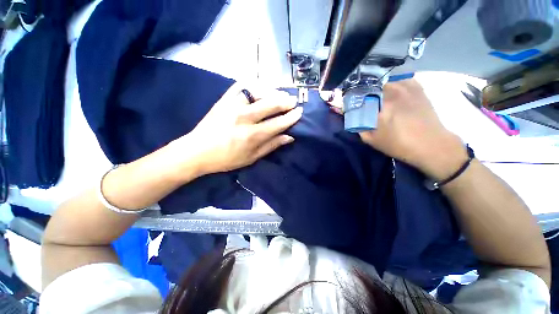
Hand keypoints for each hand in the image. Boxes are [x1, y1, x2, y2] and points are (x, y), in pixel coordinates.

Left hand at [170, 84, 302, 175]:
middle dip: (285, 101)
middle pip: (270, 104)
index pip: (278, 123)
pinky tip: (259, 86)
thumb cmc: (226, 159)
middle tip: (293, 100)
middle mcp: (244, 118)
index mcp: (252, 135)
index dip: (291, 117)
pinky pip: (240, 85)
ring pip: (257, 91)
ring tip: (280, 93)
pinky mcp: (223, 100)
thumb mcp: (251, 158)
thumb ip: (271, 146)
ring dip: (272, 91)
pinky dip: (252, 84)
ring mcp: (232, 106)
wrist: (197, 151)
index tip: (299, 112)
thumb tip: (289, 137)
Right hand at [329, 80, 466, 179]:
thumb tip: (352, 118)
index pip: (359, 94)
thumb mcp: (372, 139)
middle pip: (372, 84)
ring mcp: (407, 87)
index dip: (351, 96)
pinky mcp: (417, 87)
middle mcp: (393, 91)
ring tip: (376, 94)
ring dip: (378, 86)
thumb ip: (359, 127)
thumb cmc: (398, 144)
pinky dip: (394, 82)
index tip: (347, 101)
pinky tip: (392, 90)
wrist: (431, 144)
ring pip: (386, 80)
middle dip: (364, 91)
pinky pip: (401, 79)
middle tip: (362, 99)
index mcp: (380, 104)